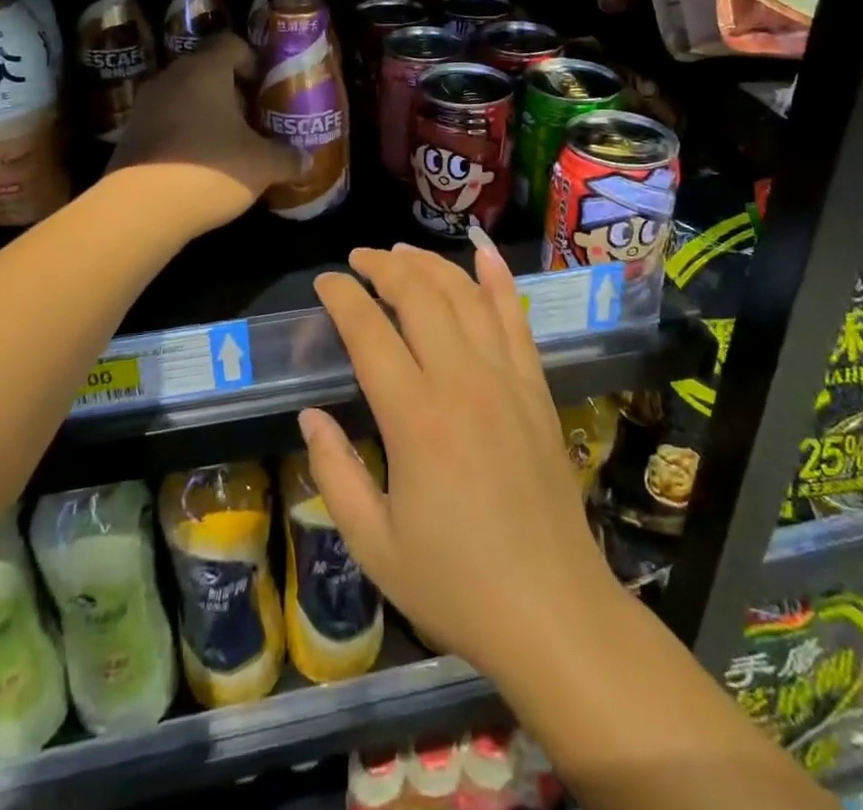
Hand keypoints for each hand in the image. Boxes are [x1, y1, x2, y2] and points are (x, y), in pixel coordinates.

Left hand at [106, 33, 302, 233]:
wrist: (140, 210)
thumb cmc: (210, 169)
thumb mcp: (263, 166)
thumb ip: (288, 158)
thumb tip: (306, 160)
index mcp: (205, 70)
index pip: (231, 43)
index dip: (253, 62)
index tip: (266, 89)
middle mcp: (171, 78)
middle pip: (207, 70)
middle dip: (232, 92)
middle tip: (254, 119)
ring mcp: (145, 106)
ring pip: (184, 97)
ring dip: (206, 114)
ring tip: (229, 144)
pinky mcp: (130, 135)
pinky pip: (166, 122)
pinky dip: (184, 135)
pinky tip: (200, 164)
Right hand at [303, 242, 624, 680]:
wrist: (553, 610)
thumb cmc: (456, 583)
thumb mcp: (374, 544)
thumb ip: (334, 473)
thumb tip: (310, 415)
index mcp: (415, 419)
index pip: (369, 331)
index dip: (342, 297)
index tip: (326, 283)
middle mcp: (462, 382)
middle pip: (419, 295)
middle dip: (383, 266)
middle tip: (359, 260)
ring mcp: (506, 378)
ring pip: (465, 295)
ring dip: (431, 264)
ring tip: (402, 252)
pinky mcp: (536, 386)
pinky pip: (516, 317)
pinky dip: (498, 279)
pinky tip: (484, 253)